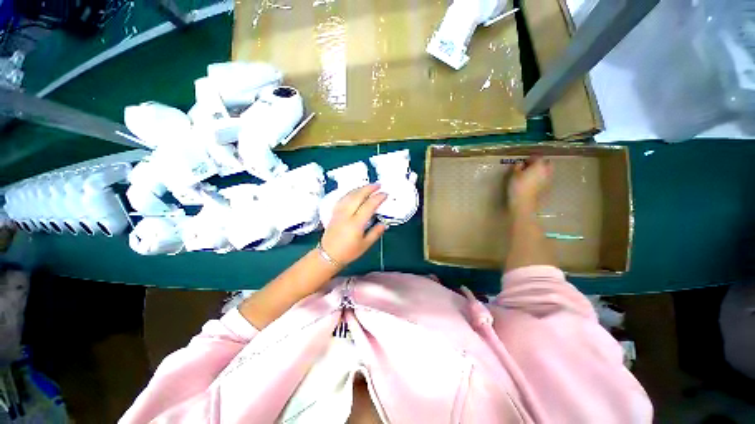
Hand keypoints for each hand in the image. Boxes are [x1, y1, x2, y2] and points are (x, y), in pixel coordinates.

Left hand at [320, 184, 387, 266]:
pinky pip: (343, 198)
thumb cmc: (348, 252)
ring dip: (360, 188)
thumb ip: (376, 233)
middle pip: (358, 196)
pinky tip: (355, 192)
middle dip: (369, 188)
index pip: (368, 206)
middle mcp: (346, 214)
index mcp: (356, 223)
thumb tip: (384, 224)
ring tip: (369, 186)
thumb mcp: (365, 245)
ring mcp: (339, 212)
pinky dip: (351, 192)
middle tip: (378, 185)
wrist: (328, 255)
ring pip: (349, 195)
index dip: (378, 198)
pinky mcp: (334, 212)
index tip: (385, 194)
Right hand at [508, 156, 552, 211]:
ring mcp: (549, 180)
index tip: (524, 161)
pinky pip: (546, 180)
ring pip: (548, 172)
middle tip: (531, 167)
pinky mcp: (548, 188)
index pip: (537, 157)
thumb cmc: (517, 187)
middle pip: (547, 163)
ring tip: (532, 175)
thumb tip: (520, 164)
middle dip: (540, 163)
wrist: (524, 203)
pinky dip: (542, 179)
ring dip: (542, 171)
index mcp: (539, 165)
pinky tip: (534, 183)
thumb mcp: (514, 175)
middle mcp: (547, 171)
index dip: (530, 158)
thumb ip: (517, 167)